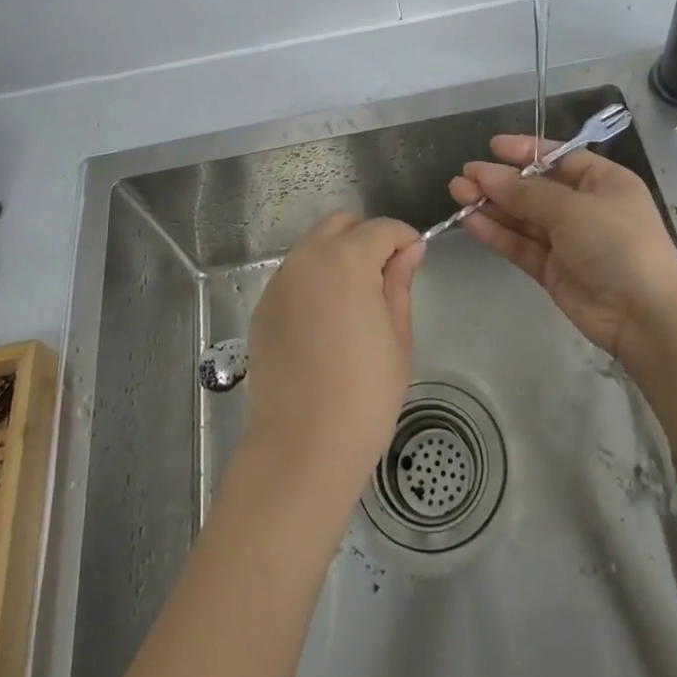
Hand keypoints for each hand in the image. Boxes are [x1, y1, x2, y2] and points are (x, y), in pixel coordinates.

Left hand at [241, 213, 424, 497]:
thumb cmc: (364, 396)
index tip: (414, 261)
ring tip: (356, 302)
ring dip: (338, 257)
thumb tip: (408, 251)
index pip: (381, 228)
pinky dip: (314, 281)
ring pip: (313, 248)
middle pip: (340, 225)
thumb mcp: (397, 338)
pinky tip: (326, 322)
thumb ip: (399, 284)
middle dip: (367, 238)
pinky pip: (294, 277)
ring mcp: (278, 283)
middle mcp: (306, 260)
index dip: (404, 239)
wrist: (300, 450)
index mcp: (345, 261)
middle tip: (385, 278)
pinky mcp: (262, 309)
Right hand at [450, 135, 676, 360]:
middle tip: (463, 176)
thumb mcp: (571, 208)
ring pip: (523, 217)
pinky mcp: (554, 270)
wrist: (644, 315)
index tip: (492, 147)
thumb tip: (484, 174)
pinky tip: (470, 221)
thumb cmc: (616, 243)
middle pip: (535, 188)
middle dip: (500, 181)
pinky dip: (497, 233)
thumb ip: (525, 193)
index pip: (558, 158)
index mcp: (602, 181)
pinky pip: (522, 245)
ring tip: (457, 193)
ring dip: (492, 205)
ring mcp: (569, 241)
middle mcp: (585, 207)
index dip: (525, 151)